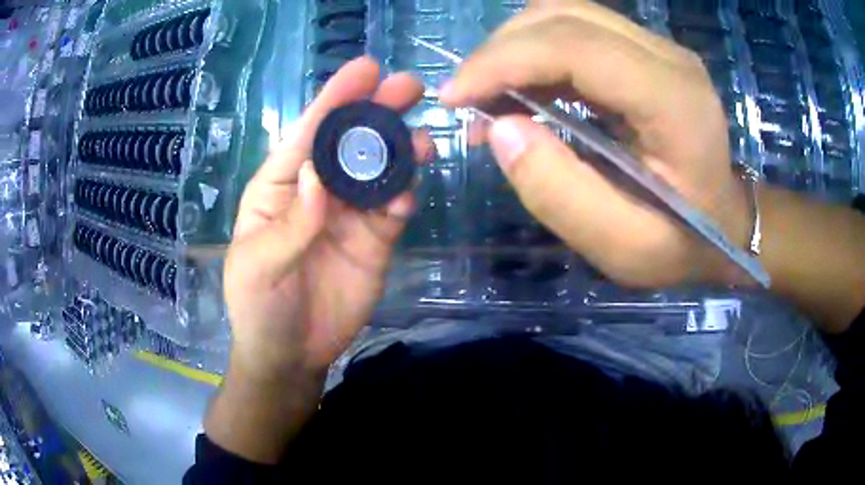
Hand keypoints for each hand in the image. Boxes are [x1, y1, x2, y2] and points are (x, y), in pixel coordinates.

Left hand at [224, 58, 432, 381]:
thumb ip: (291, 223)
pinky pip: (393, 209)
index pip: (308, 134)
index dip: (335, 100)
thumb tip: (319, 176)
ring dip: (401, 151)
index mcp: (280, 187)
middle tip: (409, 87)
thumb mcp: (259, 266)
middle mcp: (317, 191)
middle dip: (377, 111)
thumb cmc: (259, 307)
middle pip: (349, 142)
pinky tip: (409, 194)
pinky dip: (404, 196)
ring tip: (423, 140)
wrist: (292, 355)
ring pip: (379, 170)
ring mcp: (348, 214)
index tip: (366, 69)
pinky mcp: (374, 240)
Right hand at [442, 1, 748, 287]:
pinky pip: (578, 29)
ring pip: (565, 13)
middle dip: (499, 50)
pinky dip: (537, 49)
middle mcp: (668, 56)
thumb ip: (560, 193)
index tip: (455, 98)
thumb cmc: (681, 242)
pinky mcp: (648, 50)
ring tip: (492, 94)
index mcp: (674, 101)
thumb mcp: (622, 246)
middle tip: (468, 99)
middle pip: (563, 17)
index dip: (502, 61)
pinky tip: (526, 87)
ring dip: (514, 46)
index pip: (574, 45)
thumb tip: (501, 129)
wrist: (726, 222)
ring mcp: (659, 47)